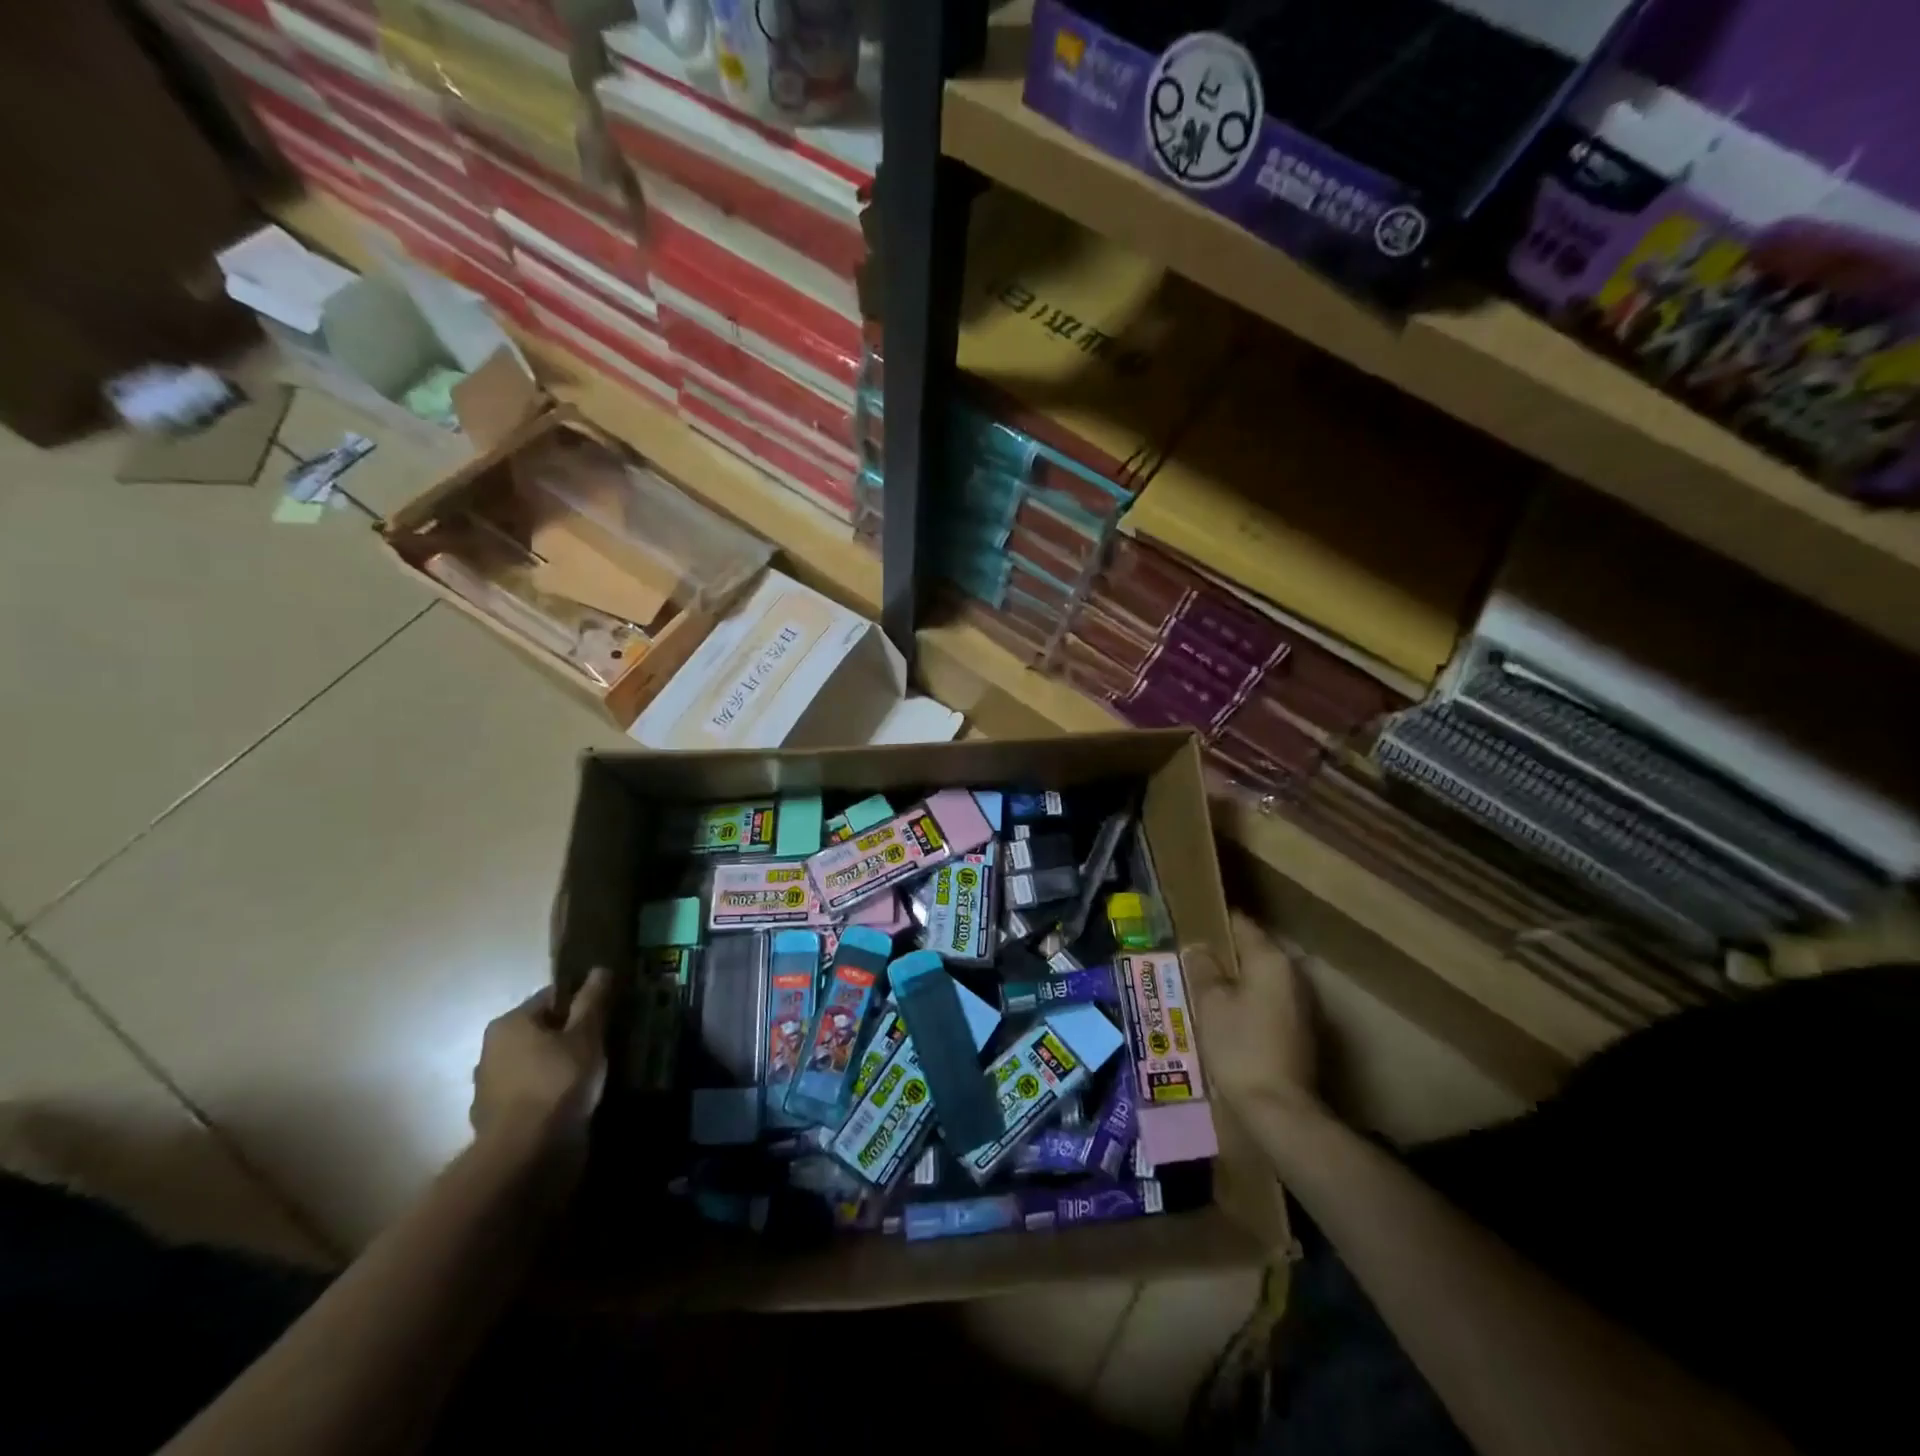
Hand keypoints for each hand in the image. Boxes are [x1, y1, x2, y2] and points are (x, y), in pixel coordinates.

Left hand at [470, 967, 613, 1163]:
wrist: (525, 1155)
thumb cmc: (557, 1083)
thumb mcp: (586, 1035)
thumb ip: (592, 1001)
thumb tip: (599, 969)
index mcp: (509, 1023)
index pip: (552, 997)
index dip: (582, 1003)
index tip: (606, 1016)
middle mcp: (491, 1050)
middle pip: (542, 1031)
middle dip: (570, 1036)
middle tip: (603, 1045)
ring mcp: (489, 1087)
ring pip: (534, 1064)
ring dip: (558, 1067)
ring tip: (591, 1075)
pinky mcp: (495, 1119)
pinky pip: (529, 1093)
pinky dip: (548, 1094)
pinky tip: (571, 1101)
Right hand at [1194, 911, 1319, 1115]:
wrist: (1279, 1110)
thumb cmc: (1240, 1047)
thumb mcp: (1210, 1004)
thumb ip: (1203, 969)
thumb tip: (1199, 948)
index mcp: (1271, 959)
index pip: (1240, 923)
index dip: (1212, 922)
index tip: (1188, 924)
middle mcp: (1293, 974)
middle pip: (1252, 950)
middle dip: (1222, 954)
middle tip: (1189, 958)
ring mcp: (1302, 1003)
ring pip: (1260, 978)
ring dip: (1234, 980)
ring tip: (1201, 986)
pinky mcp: (1301, 1030)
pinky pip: (1268, 1001)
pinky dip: (1247, 1001)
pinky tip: (1224, 1015)